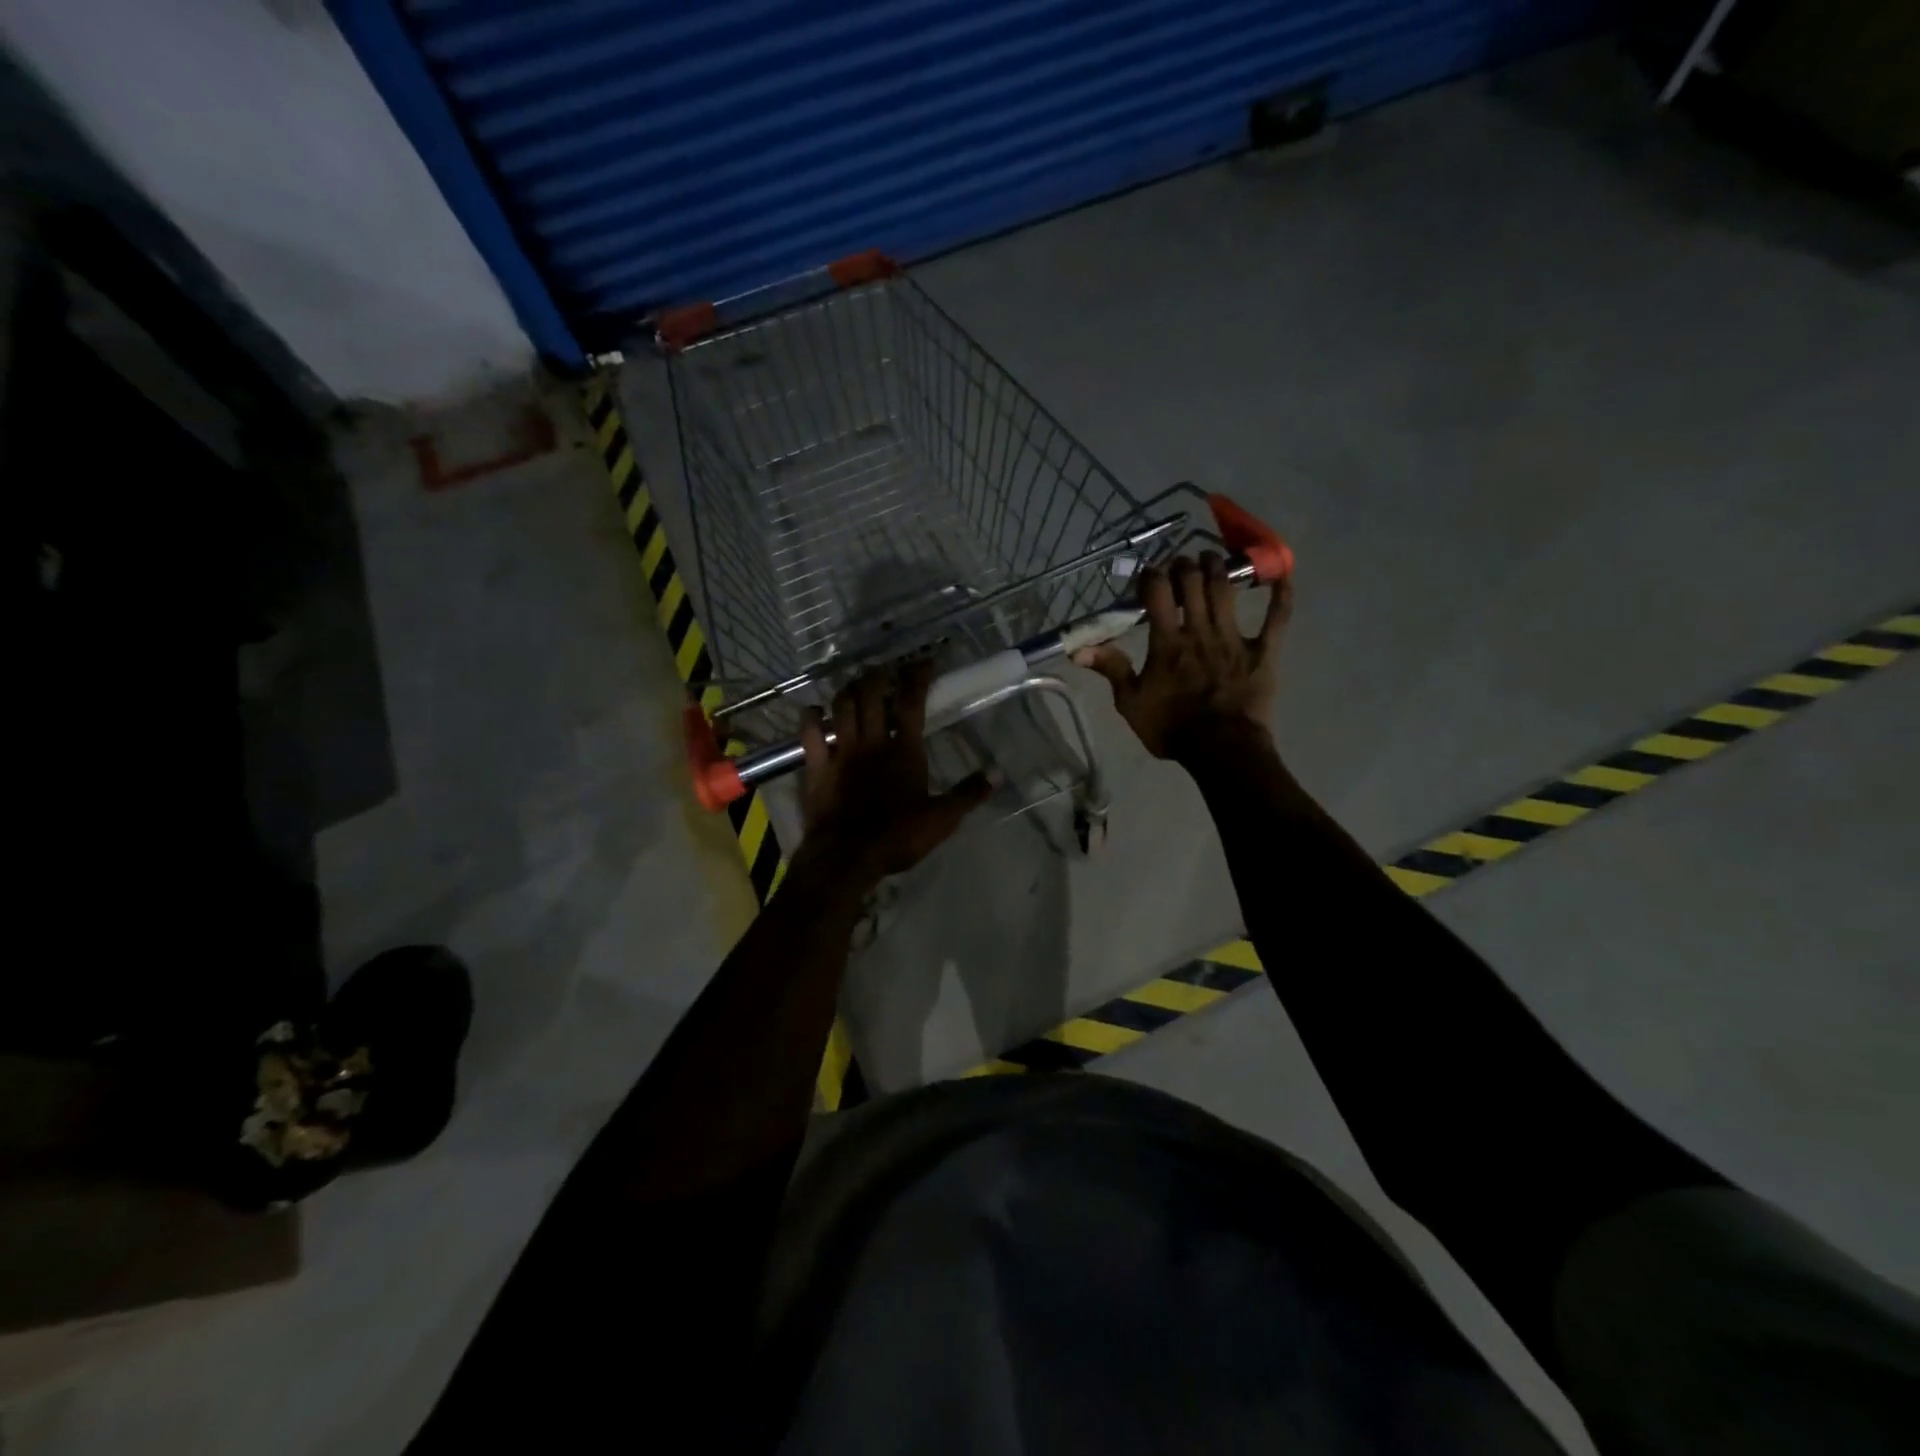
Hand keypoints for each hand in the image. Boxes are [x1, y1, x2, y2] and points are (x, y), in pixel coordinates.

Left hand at [795, 660, 992, 887]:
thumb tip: (998, 773)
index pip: (913, 702)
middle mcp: (872, 742)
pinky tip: (814, 711)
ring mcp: (841, 752)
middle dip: (877, 676)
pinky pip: (809, 733)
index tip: (924, 661)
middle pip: (872, 695)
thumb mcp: (943, 819)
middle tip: (883, 670)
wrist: (848, 856)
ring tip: (855, 685)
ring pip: (842, 707)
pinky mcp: (816, 766)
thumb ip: (969, 793)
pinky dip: (810, 717)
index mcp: (905, 750)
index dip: (918, 676)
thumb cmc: (898, 836)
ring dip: (848, 690)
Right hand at [1074, 552, 1290, 758]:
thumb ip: (1111, 669)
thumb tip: (1078, 649)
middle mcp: (1200, 631)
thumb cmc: (1172, 729)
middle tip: (1178, 565)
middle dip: (1184, 565)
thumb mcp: (1130, 703)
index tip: (1147, 573)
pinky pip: (1277, 617)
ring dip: (1217, 567)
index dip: (1151, 575)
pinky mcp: (1263, 651)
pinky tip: (1281, 574)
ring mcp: (1234, 638)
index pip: (1158, 592)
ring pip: (1226, 589)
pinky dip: (1281, 593)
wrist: (1222, 751)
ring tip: (1210, 558)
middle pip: (1193, 582)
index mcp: (1167, 642)